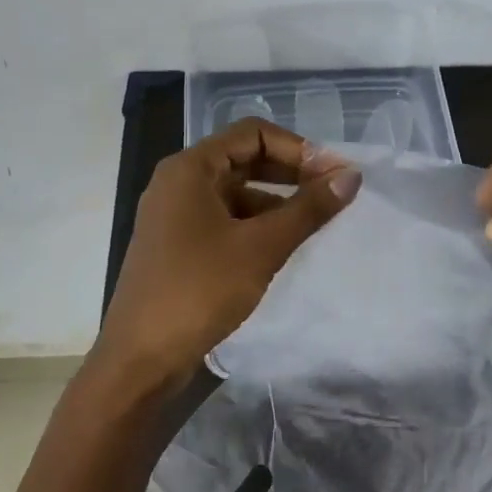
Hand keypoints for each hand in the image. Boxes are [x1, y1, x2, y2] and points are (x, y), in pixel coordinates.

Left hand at [95, 118, 361, 387]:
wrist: (140, 358)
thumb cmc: (199, 291)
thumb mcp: (261, 247)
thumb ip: (308, 209)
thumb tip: (351, 176)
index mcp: (190, 169)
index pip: (253, 134)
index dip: (298, 148)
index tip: (333, 175)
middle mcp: (178, 183)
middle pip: (243, 159)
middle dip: (290, 172)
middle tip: (332, 193)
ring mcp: (174, 216)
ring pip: (235, 193)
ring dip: (276, 201)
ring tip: (314, 223)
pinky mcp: (177, 246)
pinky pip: (224, 220)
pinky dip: (255, 225)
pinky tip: (281, 246)